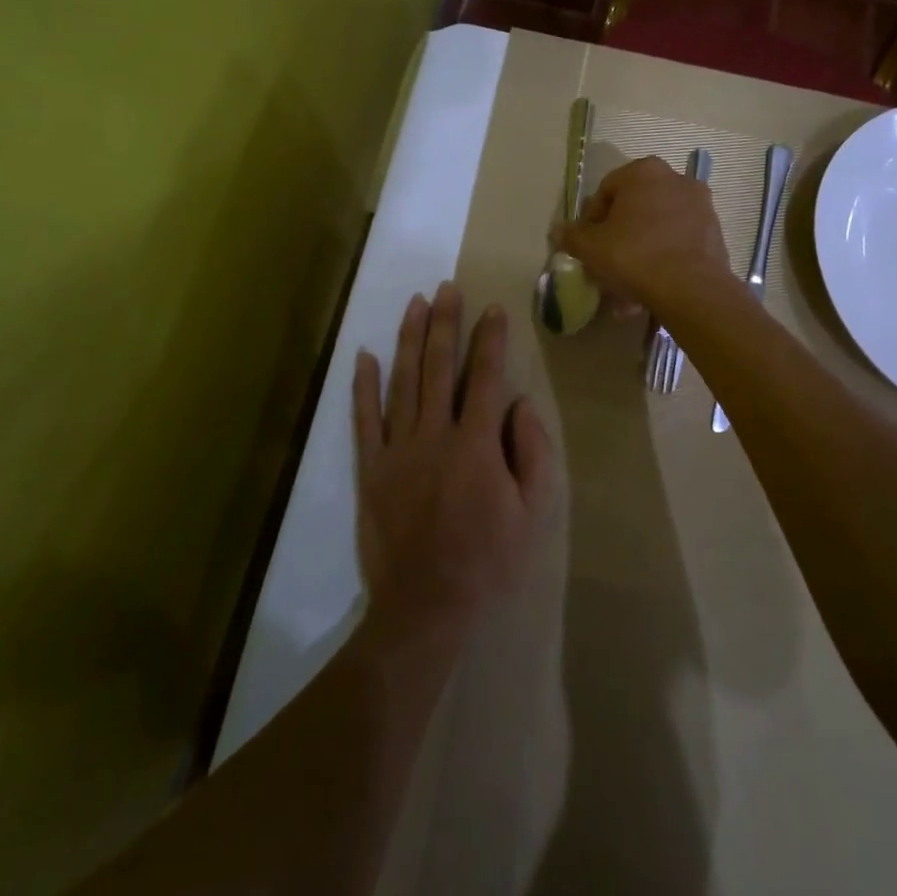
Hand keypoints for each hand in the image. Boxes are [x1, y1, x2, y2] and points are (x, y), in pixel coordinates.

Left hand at [352, 284, 553, 643]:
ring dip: (409, 339)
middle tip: (447, 288)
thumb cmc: (488, 561)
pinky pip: (364, 419)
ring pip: (402, 382)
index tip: (493, 309)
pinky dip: (364, 386)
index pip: (486, 378)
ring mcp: (397, 450)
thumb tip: (519, 405)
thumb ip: (533, 453)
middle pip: (439, 367)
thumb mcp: (532, 512)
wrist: (425, 607)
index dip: (491, 340)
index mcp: (477, 444)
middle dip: (445, 323)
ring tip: (415, 304)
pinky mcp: (370, 469)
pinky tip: (365, 356)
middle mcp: (435, 435)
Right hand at [555, 156, 732, 318]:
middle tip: (606, 262)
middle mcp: (676, 179)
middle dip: (618, 235)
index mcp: (643, 172)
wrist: (692, 289)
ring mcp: (700, 205)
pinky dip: (663, 258)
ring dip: (640, 250)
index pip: (606, 190)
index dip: (591, 219)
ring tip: (627, 283)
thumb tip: (558, 230)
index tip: (586, 245)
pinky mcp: (715, 232)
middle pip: (635, 208)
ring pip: (657, 227)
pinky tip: (650, 287)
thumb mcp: (591, 248)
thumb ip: (572, 236)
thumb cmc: (634, 256)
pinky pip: (678, 242)